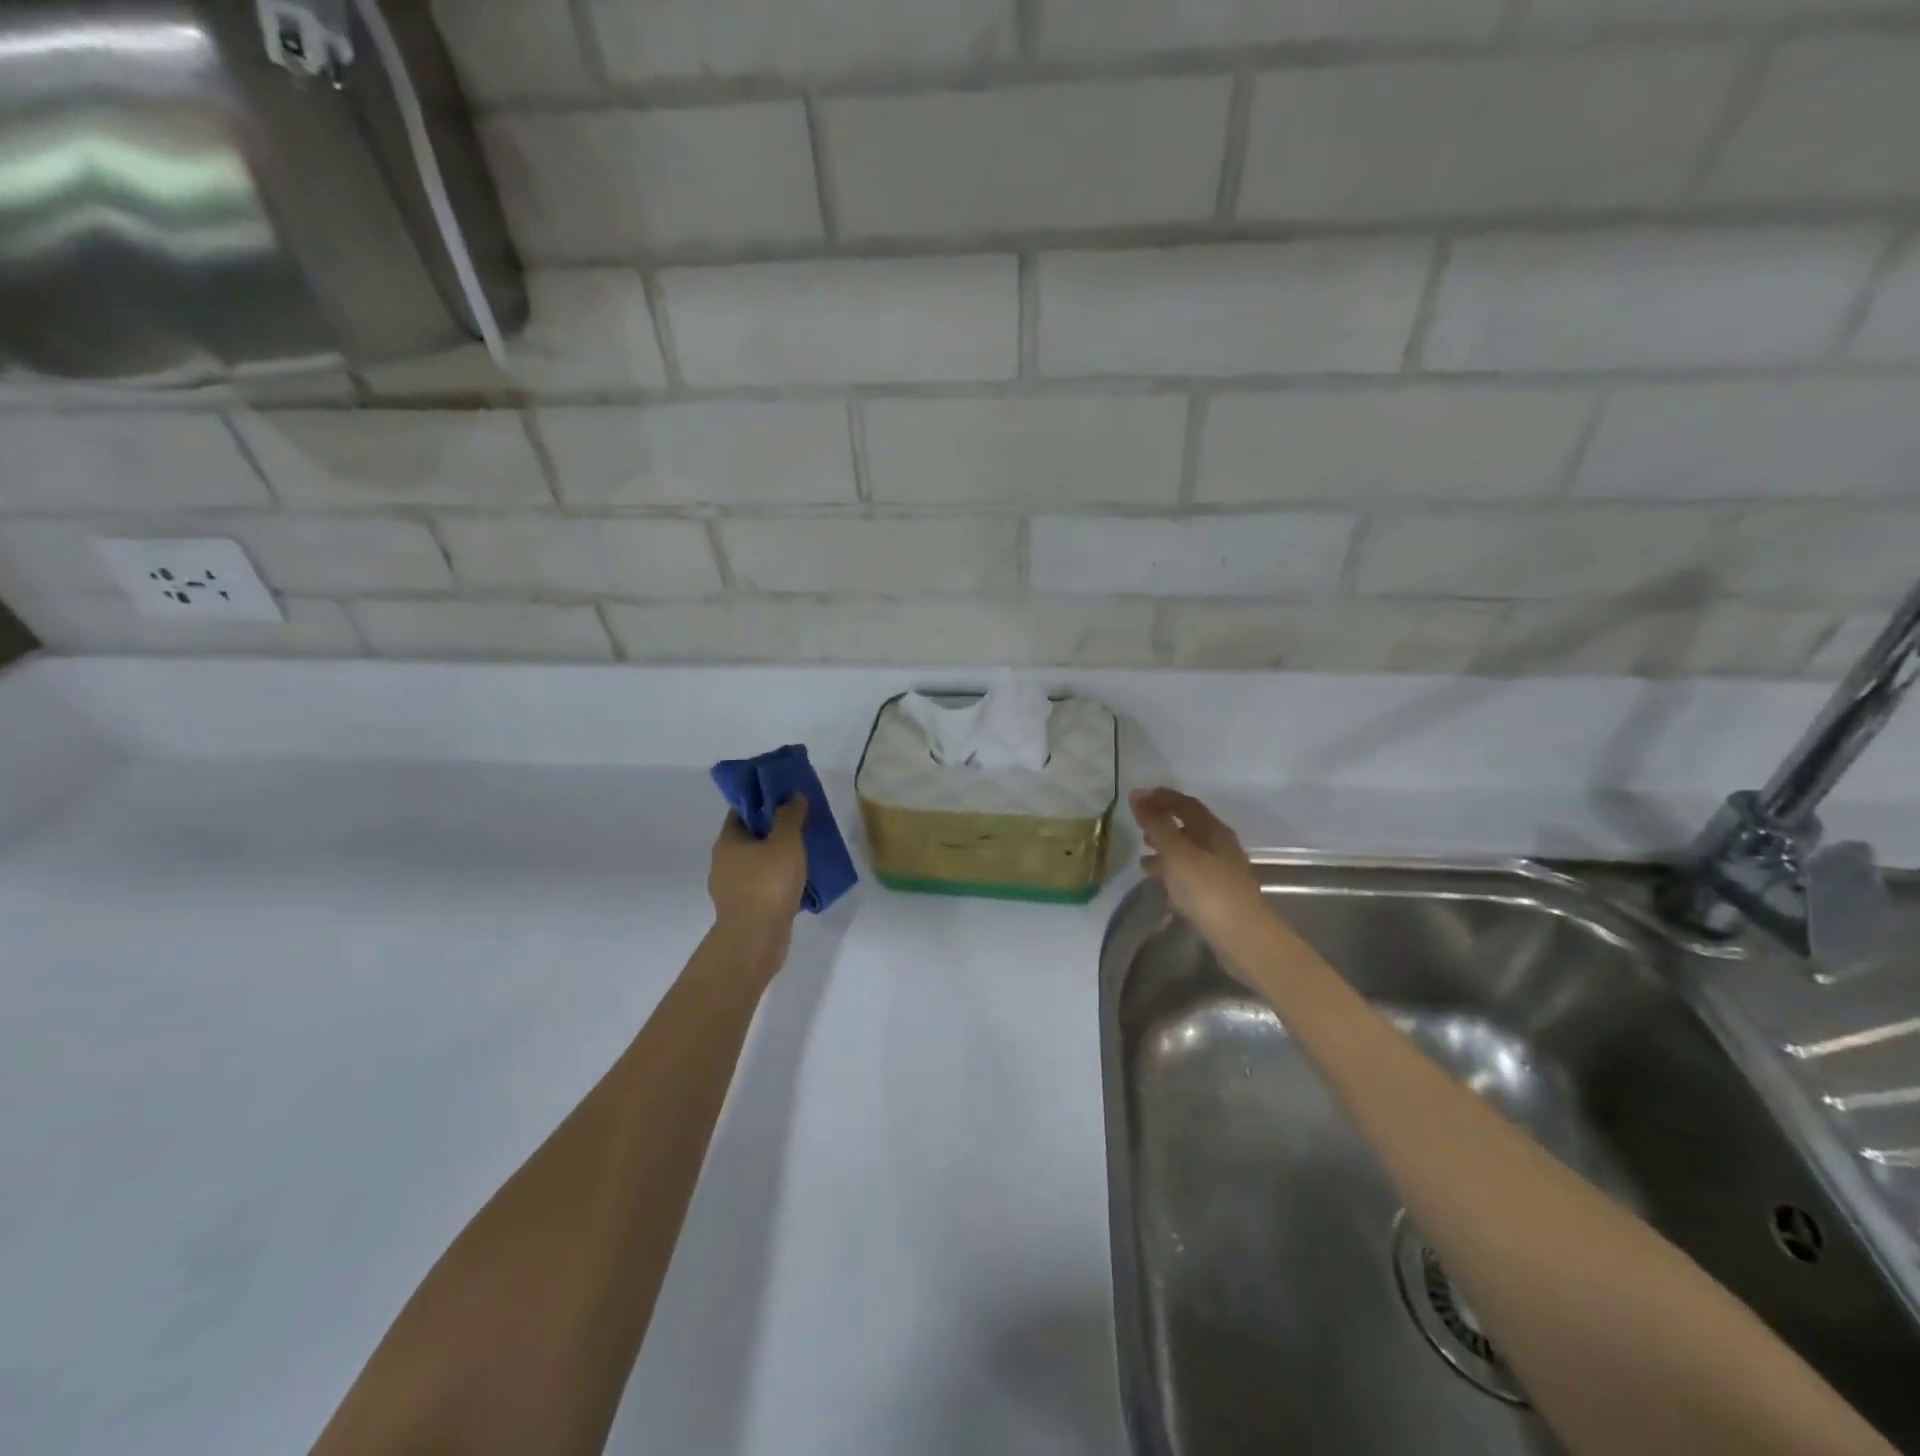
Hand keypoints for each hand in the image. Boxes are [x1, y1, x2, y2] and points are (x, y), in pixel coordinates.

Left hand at [709, 796, 807, 938]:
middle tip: (802, 826)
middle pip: (750, 839)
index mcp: (728, 842)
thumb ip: (790, 816)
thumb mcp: (785, 842)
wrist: (756, 939)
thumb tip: (793, 795)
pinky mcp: (746, 910)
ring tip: (806, 855)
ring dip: (779, 860)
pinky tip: (801, 884)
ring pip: (759, 865)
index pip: (741, 812)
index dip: (762, 803)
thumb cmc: (768, 884)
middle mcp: (724, 863)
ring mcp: (733, 890)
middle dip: (774, 832)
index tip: (786, 800)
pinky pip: (765, 888)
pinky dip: (780, 884)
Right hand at [1131, 787, 1263, 939]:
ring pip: (1189, 852)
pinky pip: (1190, 875)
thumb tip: (1138, 795)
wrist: (1243, 939)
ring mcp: (1220, 873)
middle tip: (1138, 823)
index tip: (1137, 796)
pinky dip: (1172, 872)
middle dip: (1163, 822)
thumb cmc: (1208, 890)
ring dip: (1166, 848)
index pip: (1186, 804)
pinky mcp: (1217, 896)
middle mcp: (1220, 847)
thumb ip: (1157, 825)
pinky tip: (1159, 882)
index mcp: (1214, 832)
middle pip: (1189, 827)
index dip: (1162, 797)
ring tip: (1142, 852)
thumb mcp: (1178, 853)